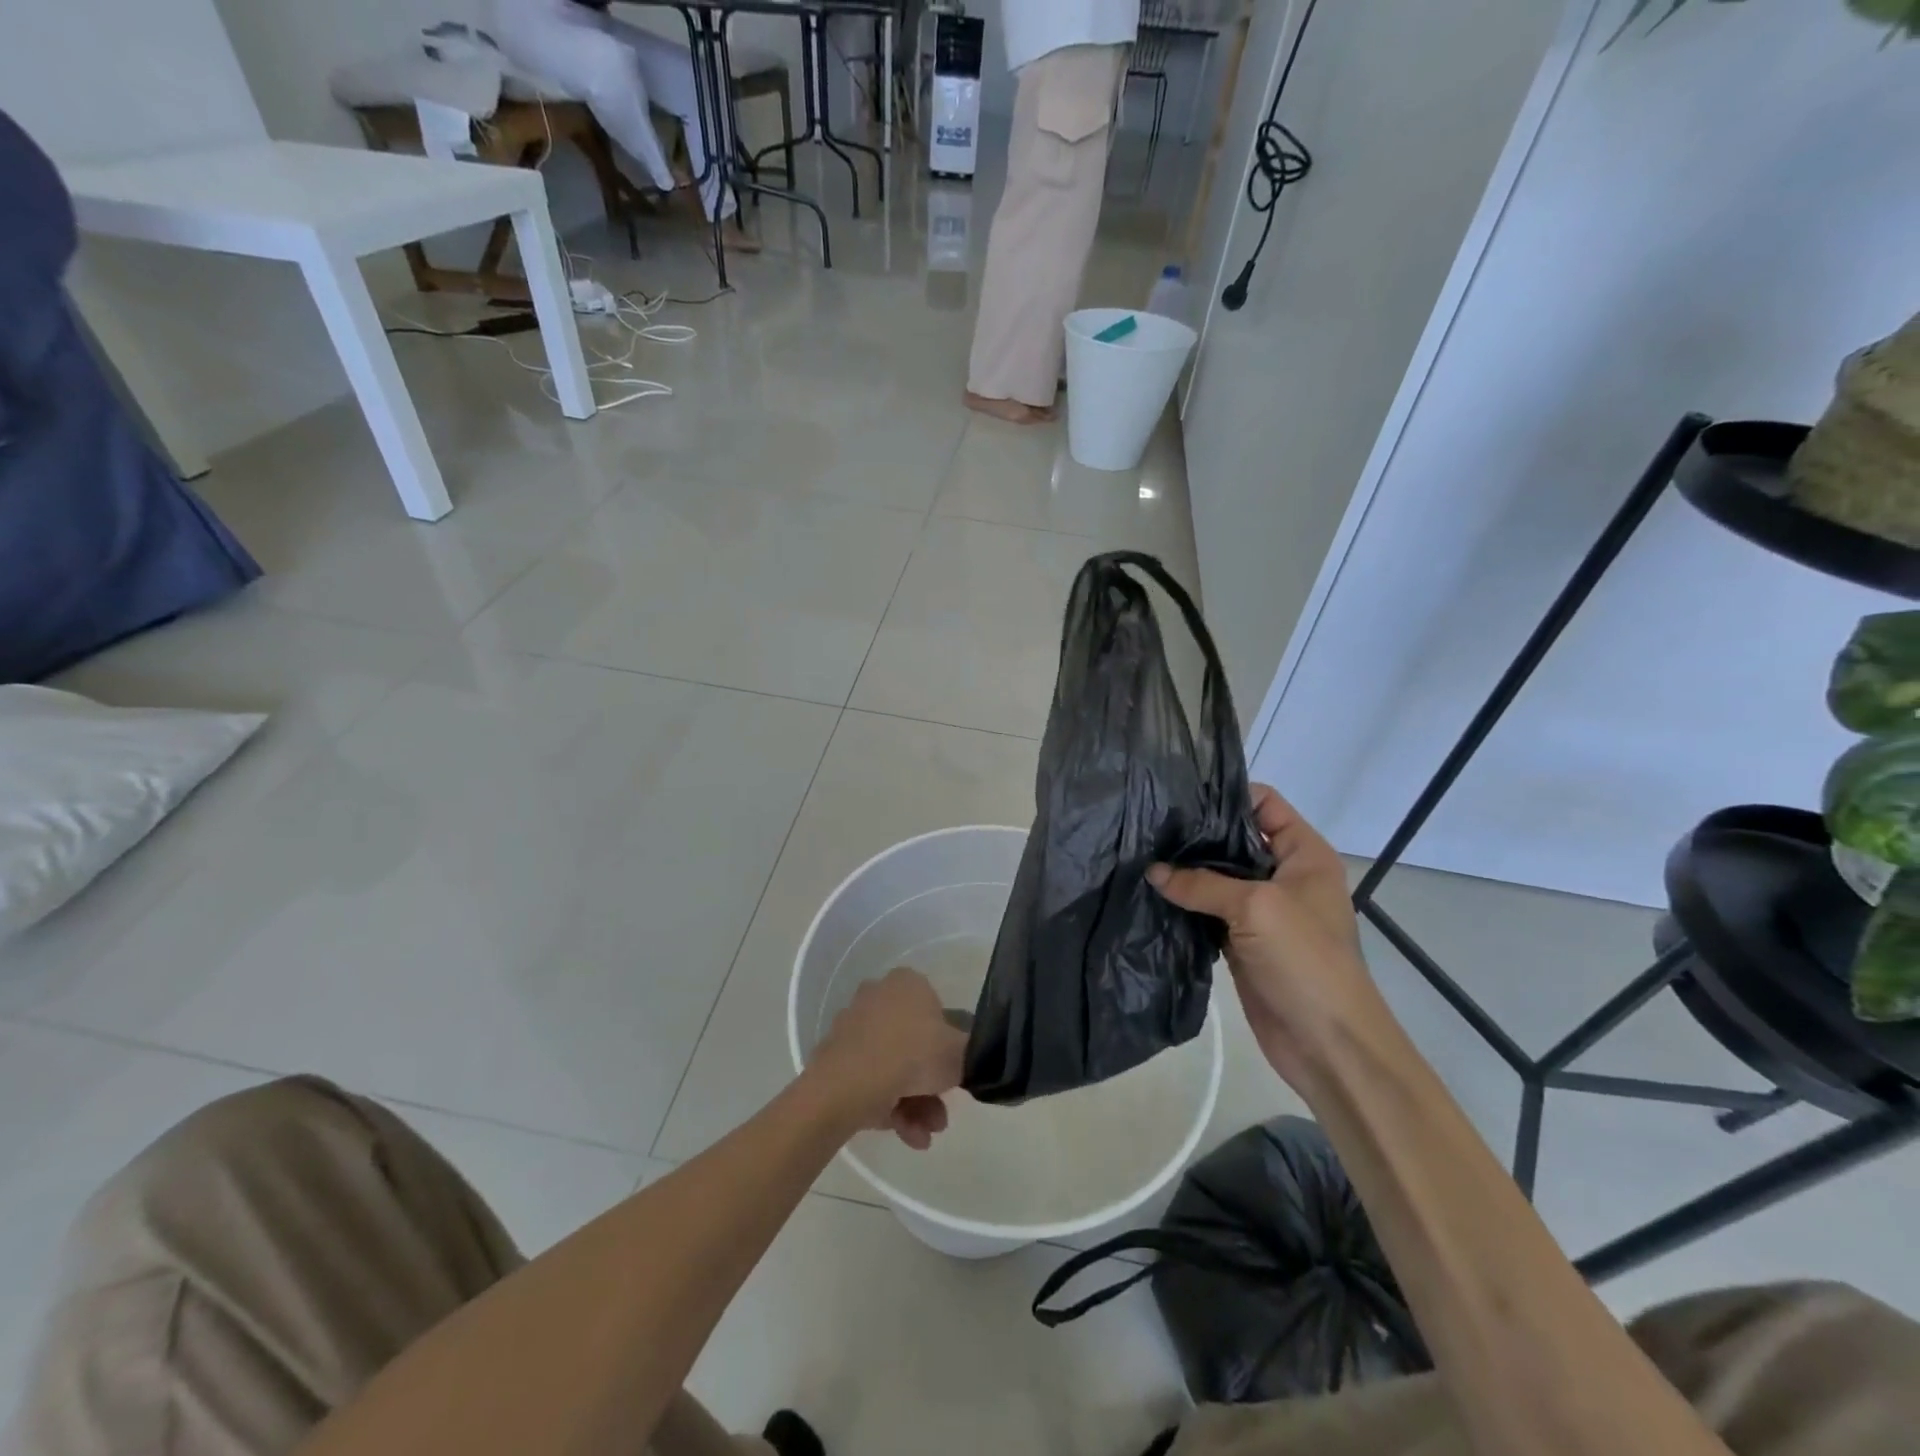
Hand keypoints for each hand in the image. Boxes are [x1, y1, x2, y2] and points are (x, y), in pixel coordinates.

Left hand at [808, 967, 968, 1149]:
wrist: (848, 1085)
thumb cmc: (912, 1055)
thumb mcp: (960, 1053)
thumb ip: (972, 1050)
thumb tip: (971, 1052)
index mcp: (907, 983)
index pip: (937, 1010)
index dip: (949, 1044)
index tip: (953, 1072)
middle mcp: (878, 997)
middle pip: (914, 1045)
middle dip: (930, 1086)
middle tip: (941, 1116)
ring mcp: (854, 1029)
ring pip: (893, 1067)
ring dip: (914, 1104)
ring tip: (924, 1135)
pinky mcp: (836, 1059)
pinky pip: (871, 1081)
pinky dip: (890, 1107)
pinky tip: (907, 1135)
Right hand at [1147, 785, 1382, 1089]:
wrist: (1328, 1044)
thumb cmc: (1305, 961)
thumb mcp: (1256, 908)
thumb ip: (1201, 883)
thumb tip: (1152, 871)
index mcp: (1303, 854)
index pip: (1264, 804)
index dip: (1225, 796)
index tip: (1178, 795)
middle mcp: (1283, 875)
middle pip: (1235, 839)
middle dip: (1196, 834)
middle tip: (1147, 825)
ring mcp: (1262, 910)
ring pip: (1218, 877)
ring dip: (1185, 871)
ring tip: (1140, 854)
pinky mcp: (1241, 941)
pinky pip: (1208, 911)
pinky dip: (1184, 904)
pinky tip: (1150, 893)